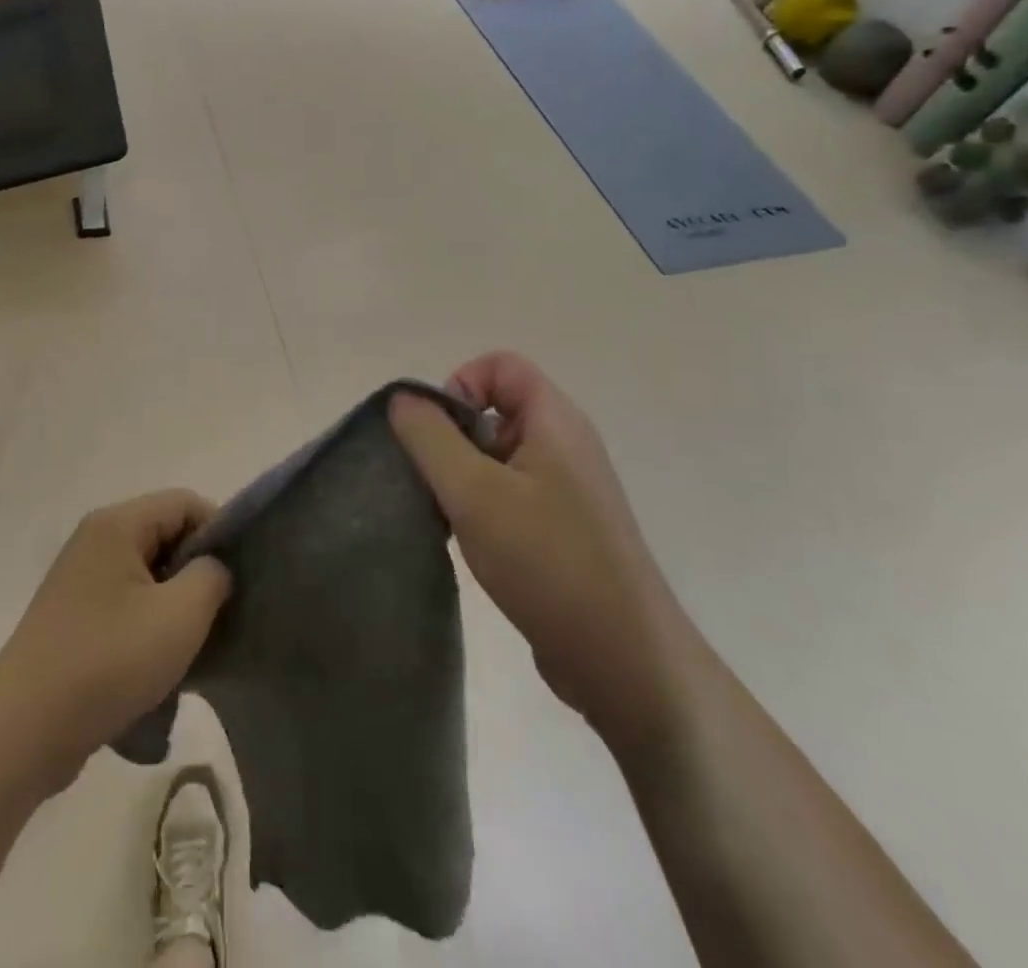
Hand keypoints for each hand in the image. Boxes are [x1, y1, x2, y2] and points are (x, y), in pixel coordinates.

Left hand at [0, 491, 230, 793]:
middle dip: (198, 571)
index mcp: (117, 524)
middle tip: (221, 614)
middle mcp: (95, 540)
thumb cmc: (108, 661)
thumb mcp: (180, 615)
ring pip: (149, 573)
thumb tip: (213, 569)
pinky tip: (161, 664)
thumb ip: (212, 577)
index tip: (240, 578)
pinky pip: (127, 603)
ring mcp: (80, 579)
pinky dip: (150, 624)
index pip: (185, 503)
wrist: (22, 732)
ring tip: (194, 644)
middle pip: (166, 535)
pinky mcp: (74, 617)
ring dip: (176, 604)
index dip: (219, 533)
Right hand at [390, 353, 684, 741]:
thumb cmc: (547, 561)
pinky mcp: (563, 528)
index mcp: (554, 421)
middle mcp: (565, 445)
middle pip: (495, 409)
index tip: (434, 434)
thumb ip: (430, 438)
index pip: (500, 366)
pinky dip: (481, 506)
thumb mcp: (474, 493)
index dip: (459, 384)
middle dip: (452, 437)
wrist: (625, 661)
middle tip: (433, 482)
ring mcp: (568, 489)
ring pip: (497, 456)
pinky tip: (468, 543)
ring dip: (462, 477)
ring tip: (446, 518)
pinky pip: (510, 493)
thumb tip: (402, 399)